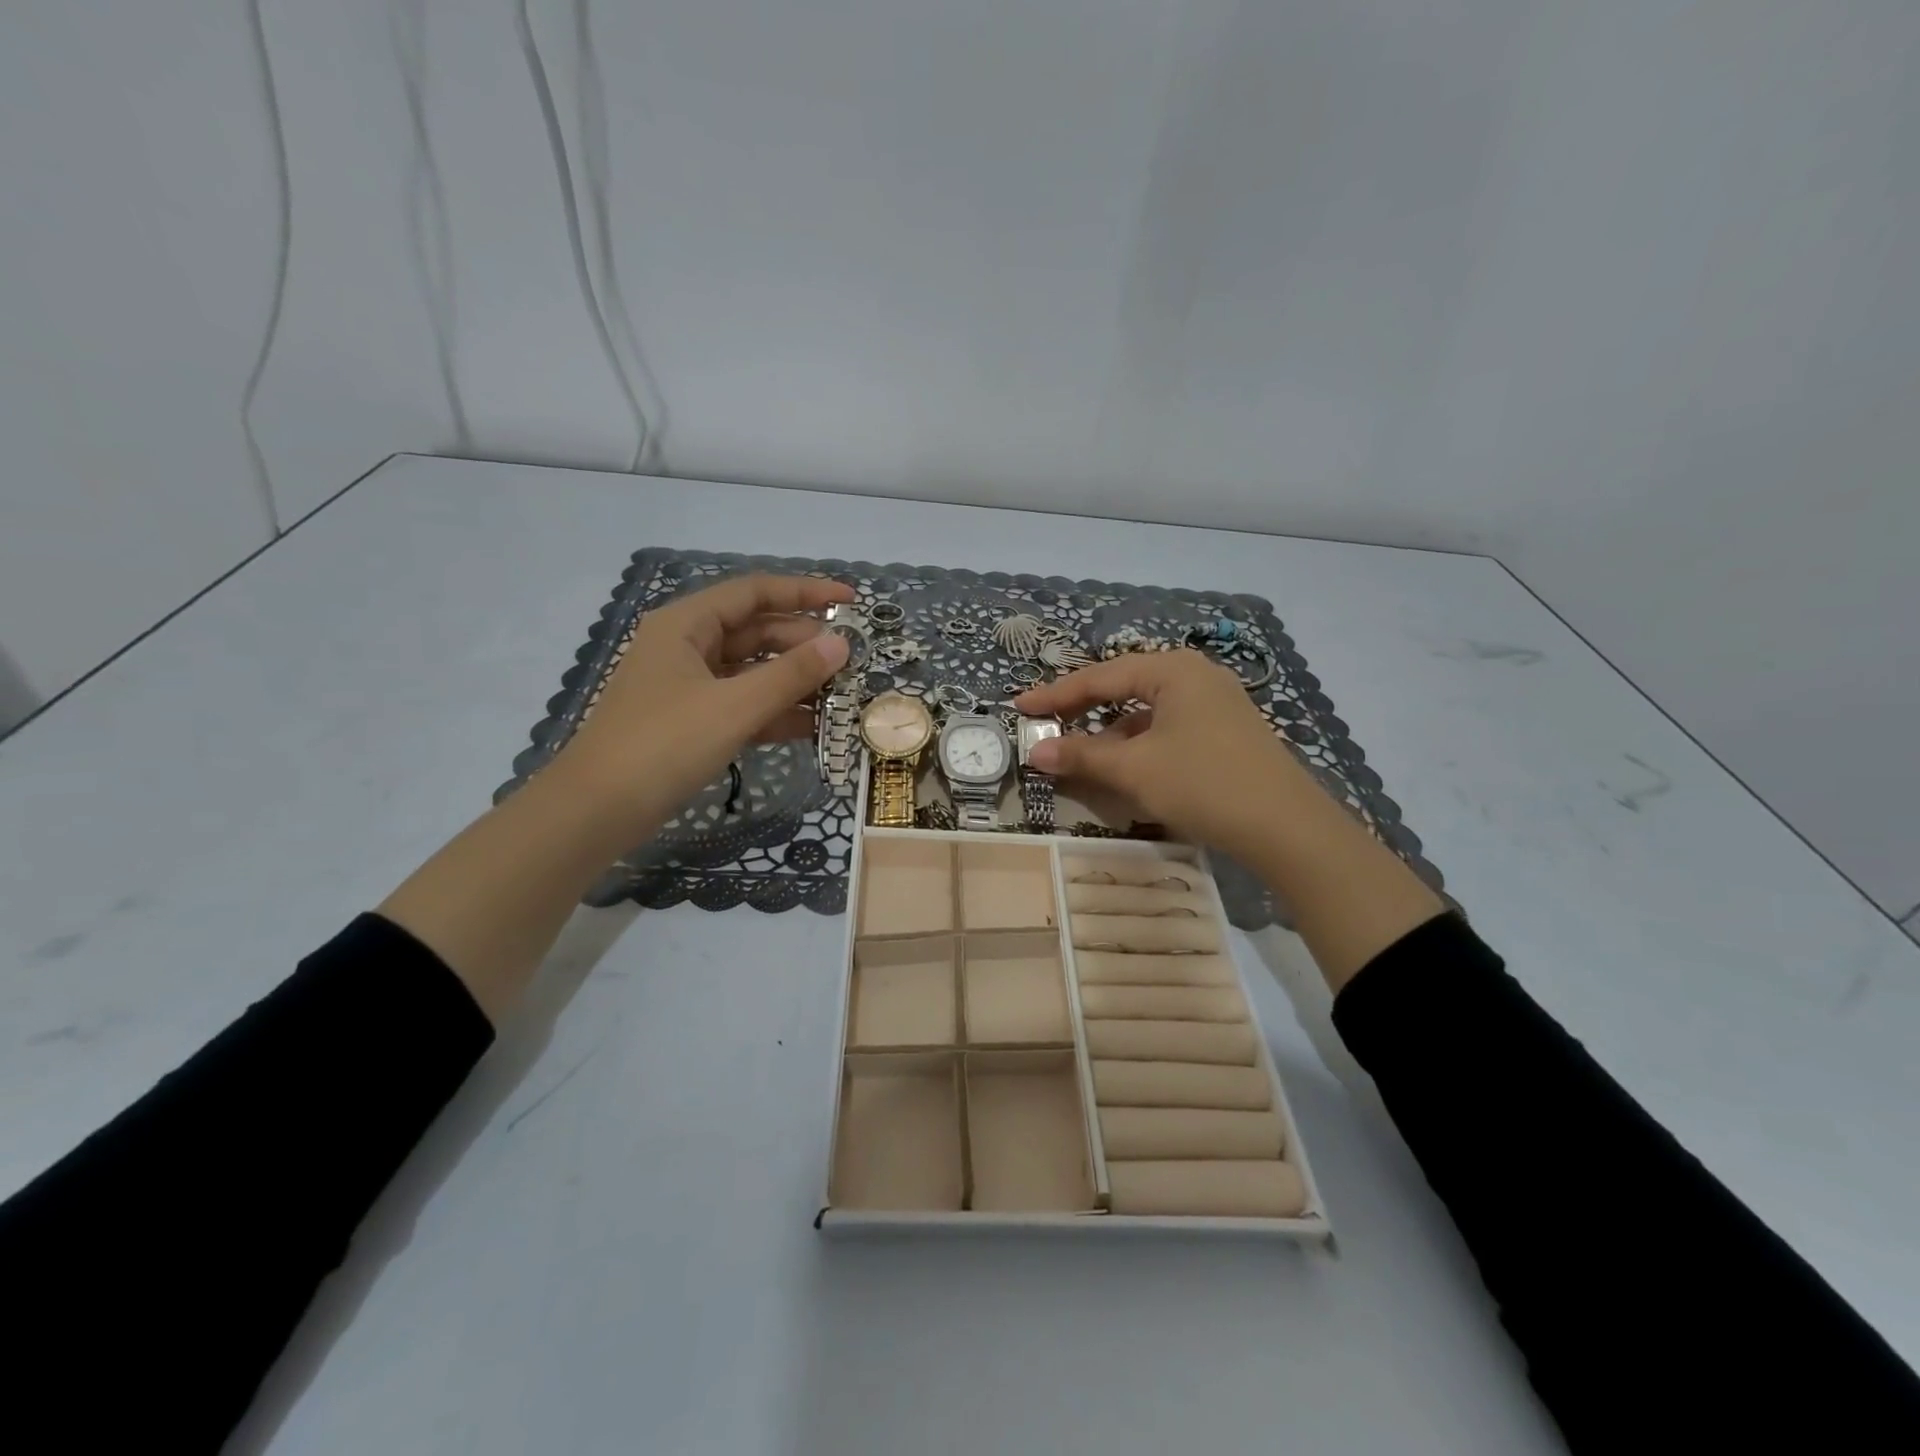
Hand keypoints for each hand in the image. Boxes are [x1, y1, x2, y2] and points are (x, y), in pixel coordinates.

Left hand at [555, 574, 853, 834]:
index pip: (755, 592)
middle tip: (853, 661)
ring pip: (752, 671)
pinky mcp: (693, 722)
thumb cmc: (664, 744)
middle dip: (805, 644)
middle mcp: (687, 646)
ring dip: (795, 681)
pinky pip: (743, 705)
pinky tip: (814, 726)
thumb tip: (841, 644)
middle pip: (757, 632)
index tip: (851, 602)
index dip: (806, 592)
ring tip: (843, 694)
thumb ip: (792, 674)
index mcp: (687, 624)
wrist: (598, 811)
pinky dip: (775, 712)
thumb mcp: (735, 706)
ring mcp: (689, 686)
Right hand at [1016, 649, 1310, 857]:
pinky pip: (1167, 727)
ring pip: (1146, 710)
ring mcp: (1215, 702)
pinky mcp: (1225, 730)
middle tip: (1045, 724)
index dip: (1055, 695)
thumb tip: (1035, 753)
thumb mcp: (1135, 770)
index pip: (1100, 677)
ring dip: (1110, 732)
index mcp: (1172, 670)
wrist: (1288, 828)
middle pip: (1124, 687)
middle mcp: (1195, 676)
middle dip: (1083, 709)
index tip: (1020, 707)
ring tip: (1080, 754)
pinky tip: (1125, 766)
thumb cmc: (1204, 784)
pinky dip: (1139, 744)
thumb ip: (1081, 757)